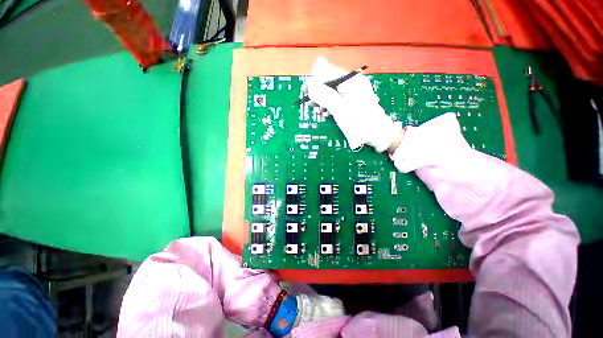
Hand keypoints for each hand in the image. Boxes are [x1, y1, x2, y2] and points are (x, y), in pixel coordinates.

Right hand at [305, 58, 402, 152]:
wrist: (377, 134)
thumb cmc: (359, 120)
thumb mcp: (339, 108)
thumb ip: (324, 95)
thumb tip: (310, 85)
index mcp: (351, 80)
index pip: (328, 72)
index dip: (315, 80)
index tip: (305, 90)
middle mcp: (352, 84)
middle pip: (330, 83)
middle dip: (319, 93)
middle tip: (310, 103)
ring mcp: (353, 94)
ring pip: (332, 93)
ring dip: (323, 101)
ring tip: (318, 110)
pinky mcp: (352, 104)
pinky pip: (337, 101)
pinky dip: (330, 106)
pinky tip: (326, 113)